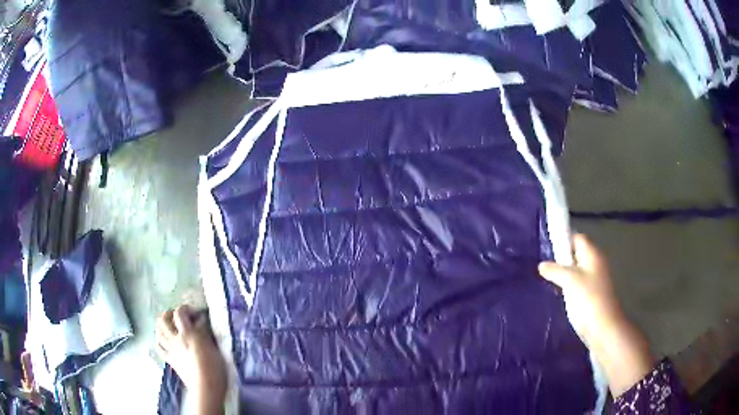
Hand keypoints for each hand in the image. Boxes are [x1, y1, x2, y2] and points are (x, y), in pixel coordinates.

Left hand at [156, 305, 226, 413]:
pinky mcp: (170, 360)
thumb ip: (204, 332)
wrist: (206, 387)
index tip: (196, 314)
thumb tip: (200, 321)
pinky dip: (160, 340)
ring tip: (170, 326)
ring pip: (158, 331)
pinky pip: (159, 346)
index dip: (186, 308)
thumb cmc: (215, 367)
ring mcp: (171, 349)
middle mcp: (176, 338)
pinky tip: (165, 340)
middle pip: (163, 319)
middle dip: (169, 314)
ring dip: (162, 325)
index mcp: (188, 333)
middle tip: (179, 317)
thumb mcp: (213, 346)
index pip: (180, 312)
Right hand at [539, 234, 653, 397]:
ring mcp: (596, 279)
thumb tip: (542, 265)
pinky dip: (570, 286)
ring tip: (550, 281)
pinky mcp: (593, 294)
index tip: (549, 250)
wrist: (603, 327)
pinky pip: (579, 283)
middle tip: (547, 267)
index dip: (564, 240)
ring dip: (565, 274)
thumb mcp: (569, 281)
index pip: (578, 238)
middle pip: (578, 253)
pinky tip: (560, 294)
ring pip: (578, 270)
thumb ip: (555, 270)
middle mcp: (596, 263)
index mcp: (593, 254)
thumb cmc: (588, 298)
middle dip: (563, 258)